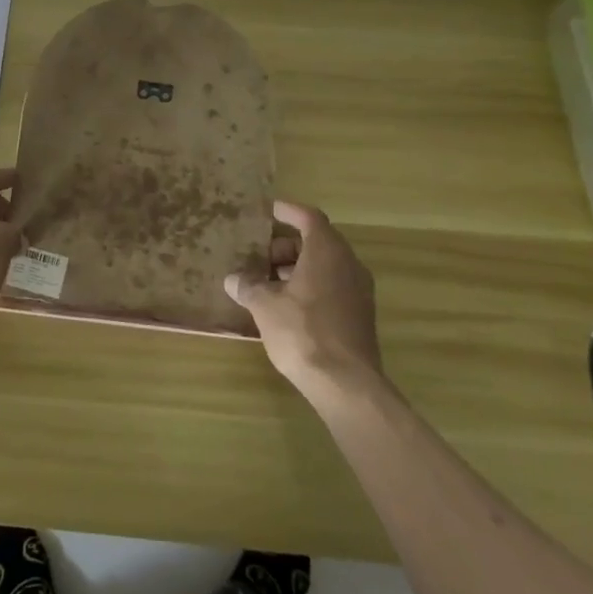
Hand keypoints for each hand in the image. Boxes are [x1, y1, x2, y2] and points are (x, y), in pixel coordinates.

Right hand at [225, 200, 382, 401]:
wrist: (345, 383)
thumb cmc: (302, 331)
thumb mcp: (264, 305)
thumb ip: (248, 286)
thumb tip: (233, 279)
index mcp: (327, 251)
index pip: (309, 217)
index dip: (287, 211)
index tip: (267, 211)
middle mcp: (348, 264)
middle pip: (317, 242)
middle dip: (286, 246)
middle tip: (258, 256)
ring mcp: (358, 291)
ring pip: (325, 266)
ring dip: (297, 268)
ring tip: (266, 282)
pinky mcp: (360, 315)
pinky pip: (332, 286)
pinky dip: (309, 286)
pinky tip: (285, 305)